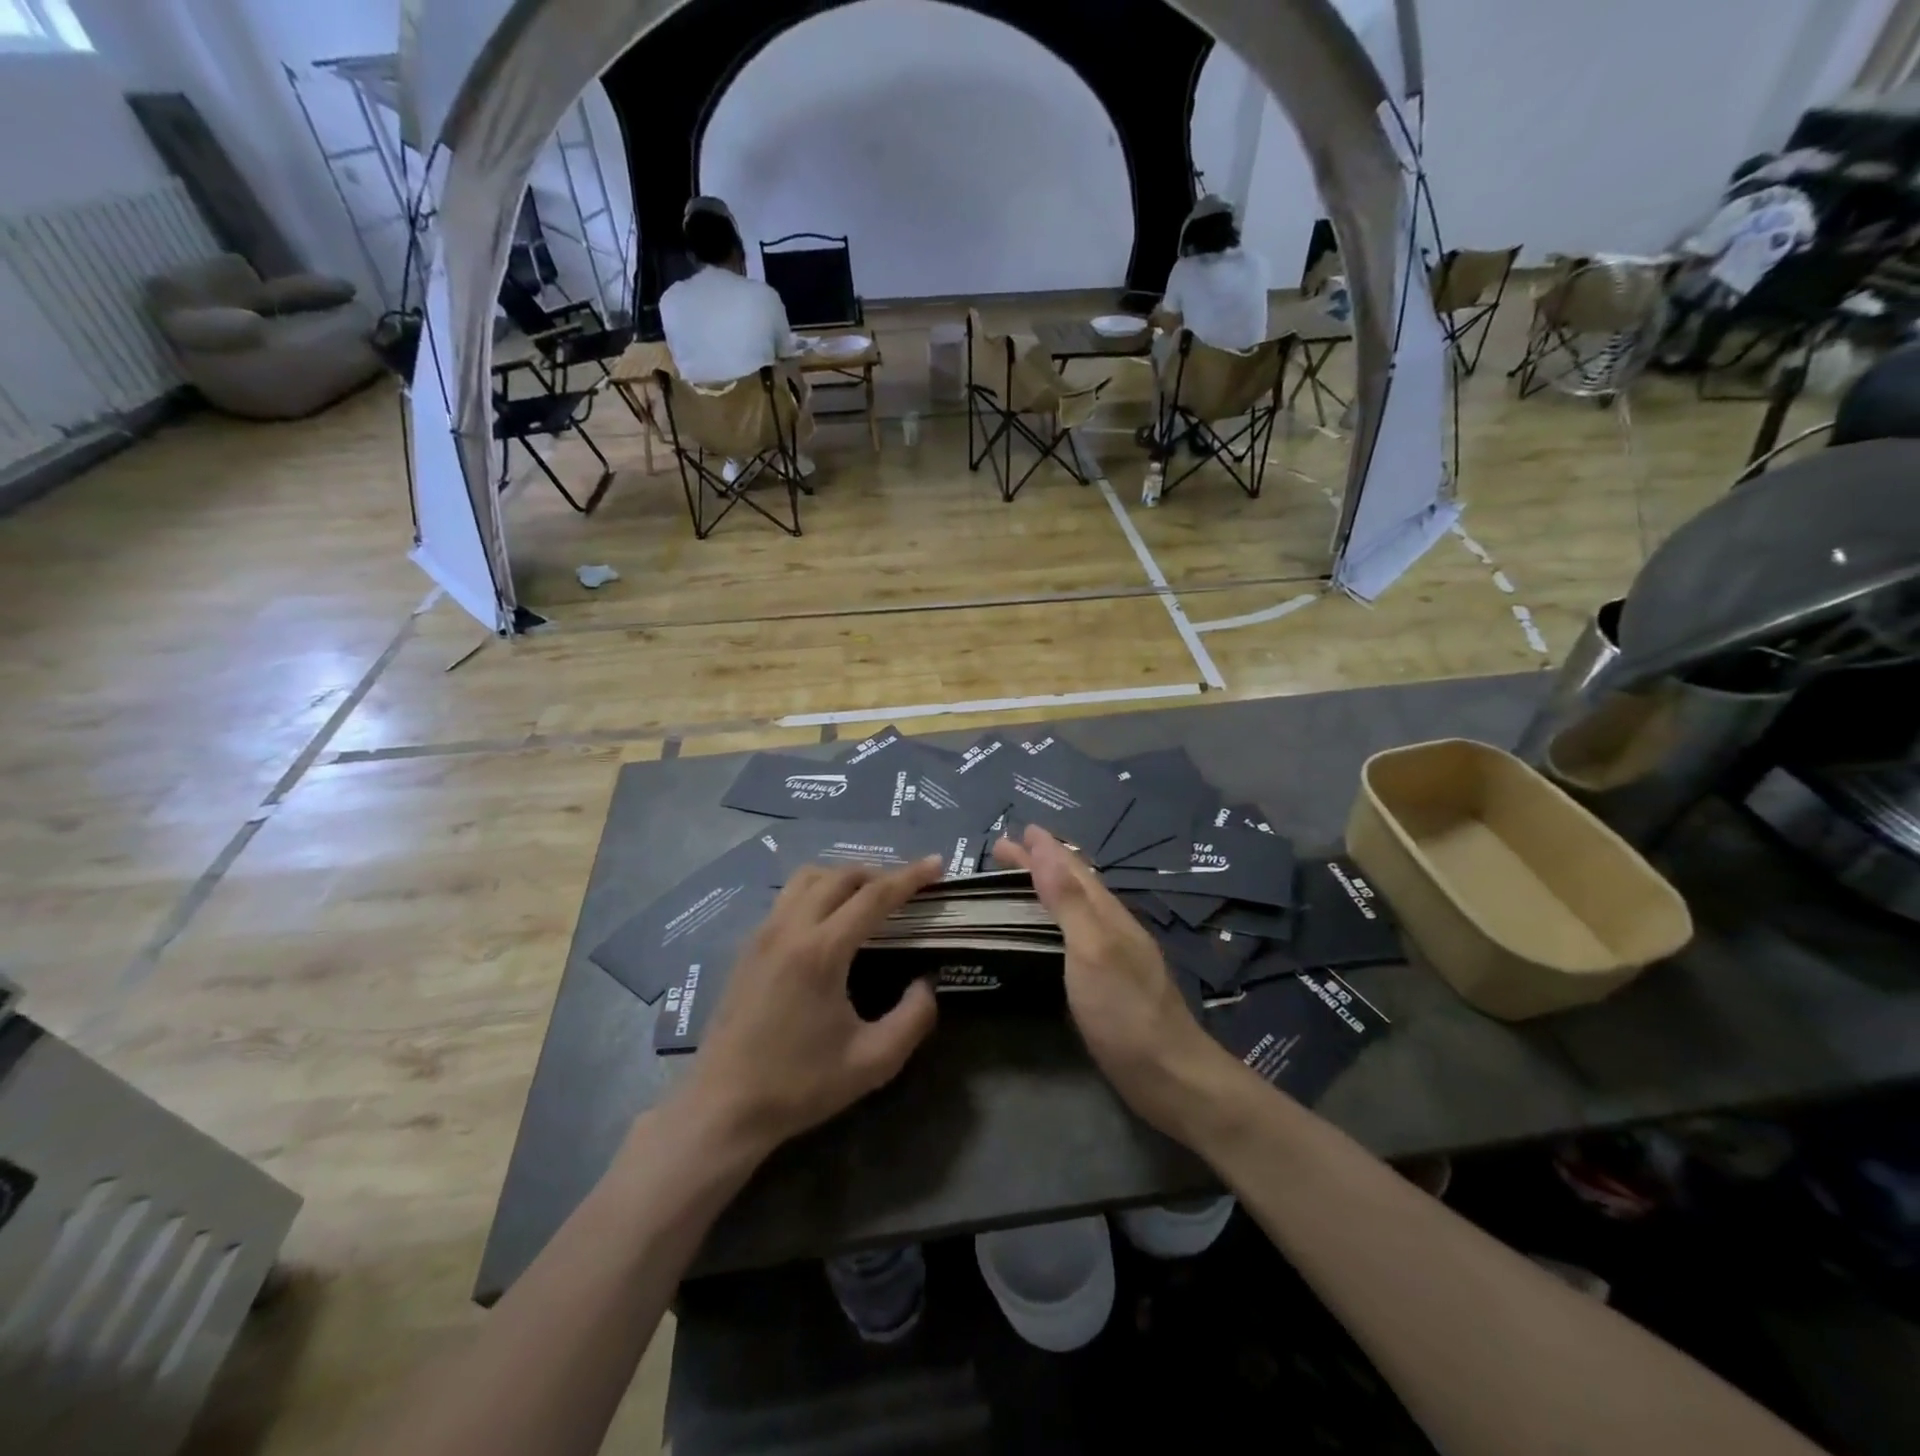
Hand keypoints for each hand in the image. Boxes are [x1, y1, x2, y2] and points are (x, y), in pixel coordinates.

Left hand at [682, 858, 944, 1156]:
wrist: (722, 1107)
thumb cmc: (799, 1085)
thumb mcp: (872, 1062)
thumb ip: (913, 1018)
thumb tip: (927, 983)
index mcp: (821, 951)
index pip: (874, 896)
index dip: (910, 876)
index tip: (937, 863)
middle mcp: (789, 928)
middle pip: (839, 876)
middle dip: (879, 873)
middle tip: (907, 888)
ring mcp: (762, 934)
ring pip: (807, 879)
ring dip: (843, 878)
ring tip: (868, 899)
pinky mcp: (747, 947)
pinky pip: (787, 898)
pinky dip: (816, 892)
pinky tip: (828, 922)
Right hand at [992, 826, 1239, 1138]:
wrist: (1168, 1075)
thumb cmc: (1125, 1010)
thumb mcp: (1092, 949)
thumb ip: (1068, 901)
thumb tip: (1043, 849)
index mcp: (1106, 914)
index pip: (1070, 869)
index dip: (1044, 848)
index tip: (1017, 830)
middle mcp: (1111, 927)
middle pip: (1072, 884)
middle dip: (1040, 863)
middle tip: (1004, 850)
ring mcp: (1113, 955)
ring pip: (1075, 908)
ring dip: (1047, 888)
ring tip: (1023, 879)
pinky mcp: (1107, 982)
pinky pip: (1074, 934)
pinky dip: (1054, 920)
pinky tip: (1047, 932)